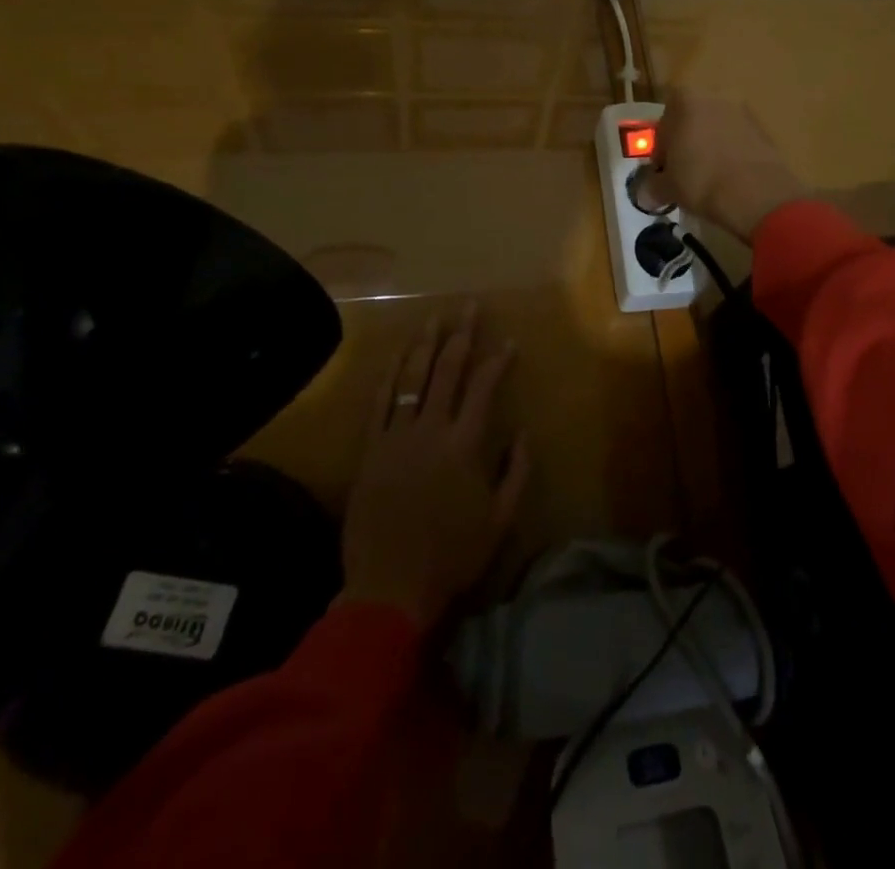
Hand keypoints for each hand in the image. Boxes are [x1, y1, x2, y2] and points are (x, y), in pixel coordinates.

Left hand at [339, 305, 529, 631]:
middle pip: (447, 372)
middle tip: (468, 307)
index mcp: (464, 445)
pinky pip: (379, 404)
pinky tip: (396, 356)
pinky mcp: (370, 451)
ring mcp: (396, 438)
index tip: (509, 342)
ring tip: (434, 318)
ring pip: (411, 379)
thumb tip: (524, 433)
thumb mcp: (499, 520)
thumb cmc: (451, 555)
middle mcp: (430, 431)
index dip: (498, 360)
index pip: (484, 388)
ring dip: (424, 345)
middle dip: (461, 336)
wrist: (388, 587)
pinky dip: (388, 376)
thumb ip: (516, 473)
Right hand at [633, 88, 806, 241]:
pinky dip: (731, 155)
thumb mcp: (667, 187)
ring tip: (707, 180)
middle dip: (686, 145)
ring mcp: (744, 112)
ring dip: (709, 149)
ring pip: (716, 130)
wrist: (756, 194)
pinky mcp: (764, 131)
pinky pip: (738, 141)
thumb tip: (644, 195)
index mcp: (686, 100)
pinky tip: (728, 180)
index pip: (664, 122)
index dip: (661, 150)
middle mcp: (715, 97)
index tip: (663, 172)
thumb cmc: (700, 180)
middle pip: (692, 121)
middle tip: (683, 175)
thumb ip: (652, 186)